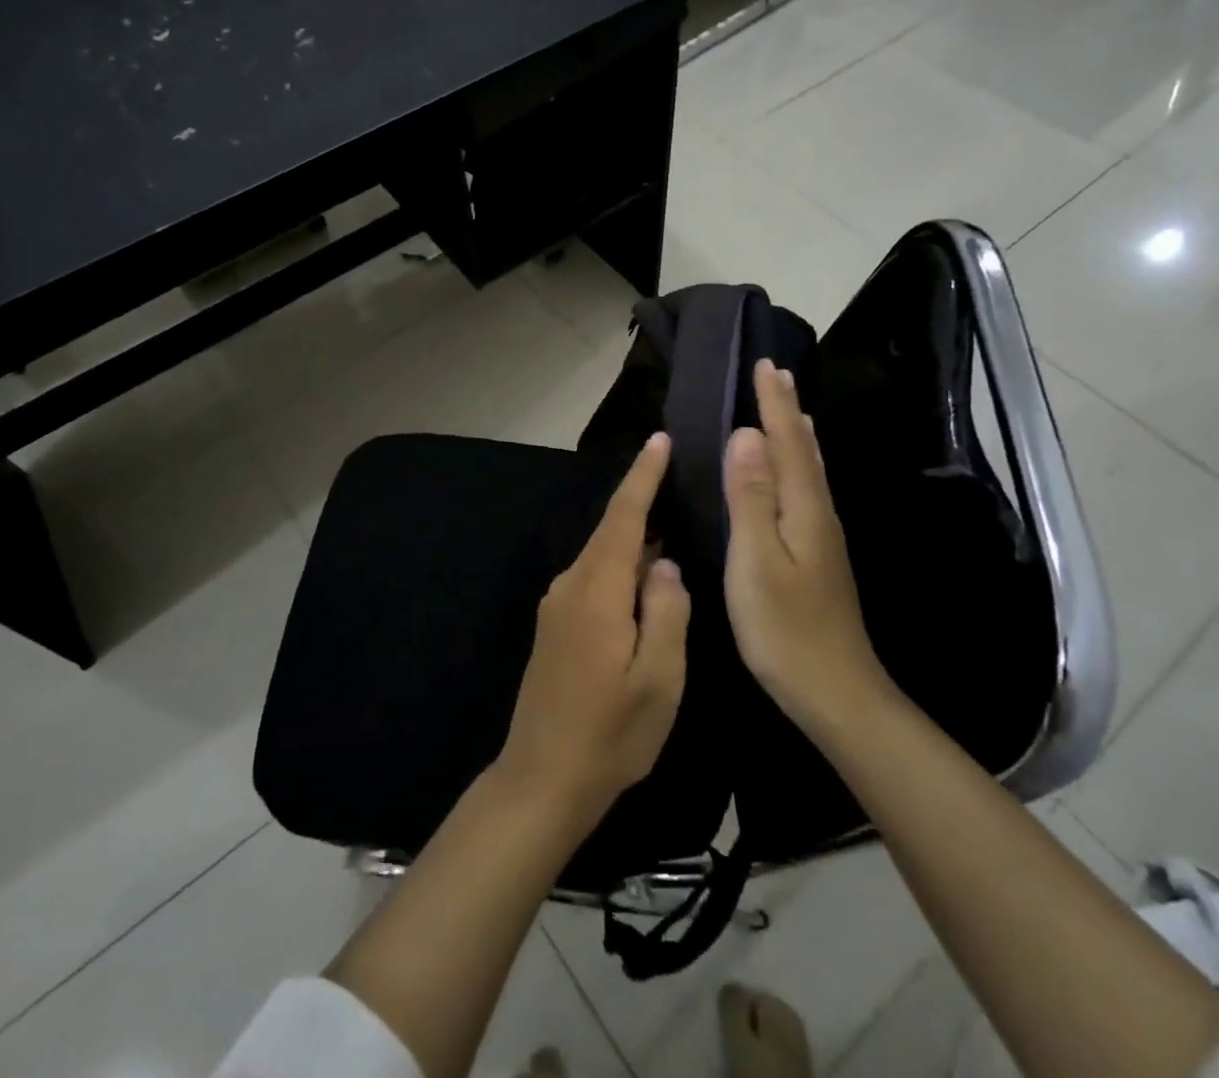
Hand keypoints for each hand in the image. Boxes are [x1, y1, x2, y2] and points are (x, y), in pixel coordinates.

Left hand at [496, 433, 690, 829]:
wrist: (541, 779)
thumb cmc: (609, 735)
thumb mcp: (659, 680)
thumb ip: (667, 613)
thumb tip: (665, 564)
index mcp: (597, 592)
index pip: (623, 517)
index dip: (643, 476)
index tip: (660, 440)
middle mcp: (571, 585)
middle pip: (610, 529)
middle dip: (640, 497)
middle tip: (677, 473)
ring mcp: (557, 604)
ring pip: (601, 553)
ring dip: (633, 533)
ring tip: (670, 518)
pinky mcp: (555, 624)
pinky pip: (593, 576)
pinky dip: (620, 562)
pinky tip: (644, 574)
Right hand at [724, 360, 892, 747]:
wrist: (837, 693)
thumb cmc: (786, 629)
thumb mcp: (756, 560)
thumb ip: (750, 497)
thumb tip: (745, 435)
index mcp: (803, 508)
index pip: (787, 442)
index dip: (773, 404)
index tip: (764, 365)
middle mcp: (819, 513)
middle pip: (803, 450)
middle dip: (787, 410)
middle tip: (775, 375)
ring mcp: (823, 537)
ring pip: (809, 470)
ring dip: (796, 435)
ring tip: (789, 410)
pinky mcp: (818, 556)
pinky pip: (806, 490)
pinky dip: (798, 466)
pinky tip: (794, 475)